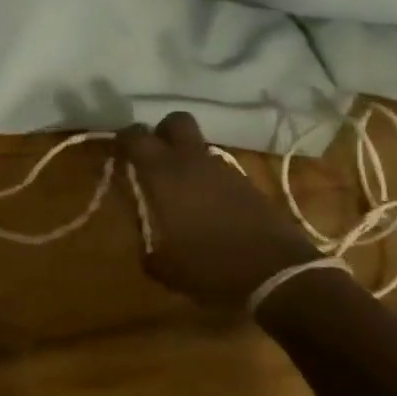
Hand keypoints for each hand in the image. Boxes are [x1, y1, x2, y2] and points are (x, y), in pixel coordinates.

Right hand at [117, 112, 319, 315]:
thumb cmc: (211, 268)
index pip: (137, 136)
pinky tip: (207, 209)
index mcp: (165, 175)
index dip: (124, 138)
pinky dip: (208, 180)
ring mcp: (224, 171)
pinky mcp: (248, 185)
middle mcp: (193, 163)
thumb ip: (149, 252)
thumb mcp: (167, 269)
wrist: (278, 275)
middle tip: (153, 156)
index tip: (118, 150)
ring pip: (199, 147)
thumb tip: (146, 249)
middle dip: (161, 132)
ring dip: (186, 160)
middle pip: (176, 121)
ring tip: (180, 192)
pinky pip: (219, 171)